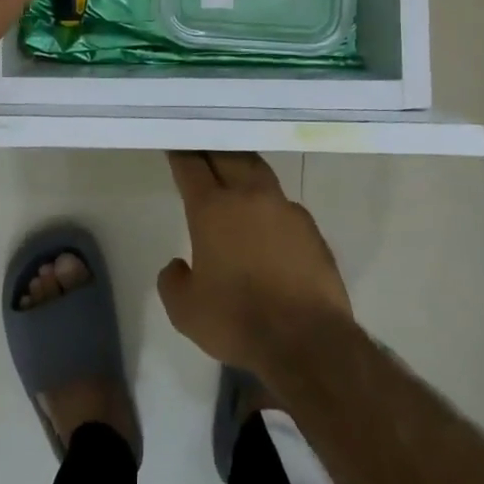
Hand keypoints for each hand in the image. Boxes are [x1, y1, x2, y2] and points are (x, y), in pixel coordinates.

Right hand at [157, 152, 355, 376]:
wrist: (308, 341)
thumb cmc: (238, 321)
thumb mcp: (186, 311)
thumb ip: (173, 281)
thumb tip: (178, 265)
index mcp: (212, 209)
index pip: (191, 166)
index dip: (180, 152)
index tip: (174, 142)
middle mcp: (248, 197)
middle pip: (227, 155)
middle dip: (211, 147)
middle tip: (202, 143)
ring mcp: (284, 208)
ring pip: (259, 171)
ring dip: (242, 164)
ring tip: (234, 167)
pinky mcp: (310, 228)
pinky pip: (283, 204)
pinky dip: (269, 202)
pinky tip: (267, 219)